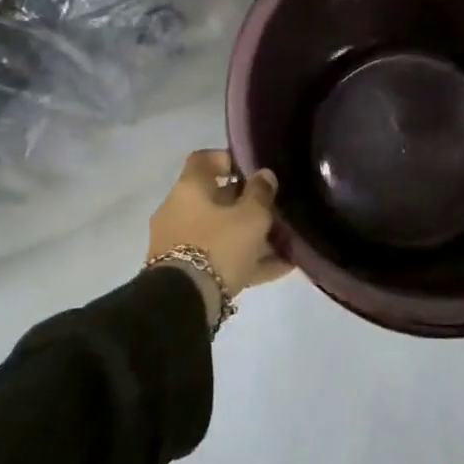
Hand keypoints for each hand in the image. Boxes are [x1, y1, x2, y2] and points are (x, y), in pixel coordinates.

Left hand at [149, 151, 290, 321]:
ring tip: (285, 245)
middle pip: (216, 199)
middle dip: (247, 205)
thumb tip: (264, 175)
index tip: (253, 170)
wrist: (183, 303)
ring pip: (221, 232)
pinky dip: (246, 261)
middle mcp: (179, 211)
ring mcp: (179, 243)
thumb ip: (261, 193)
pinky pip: (220, 259)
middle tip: (277, 211)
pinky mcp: (185, 272)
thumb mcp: (251, 217)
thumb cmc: (218, 247)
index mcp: (189, 189)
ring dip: (250, 236)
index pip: (204, 160)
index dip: (229, 159)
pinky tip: (280, 268)